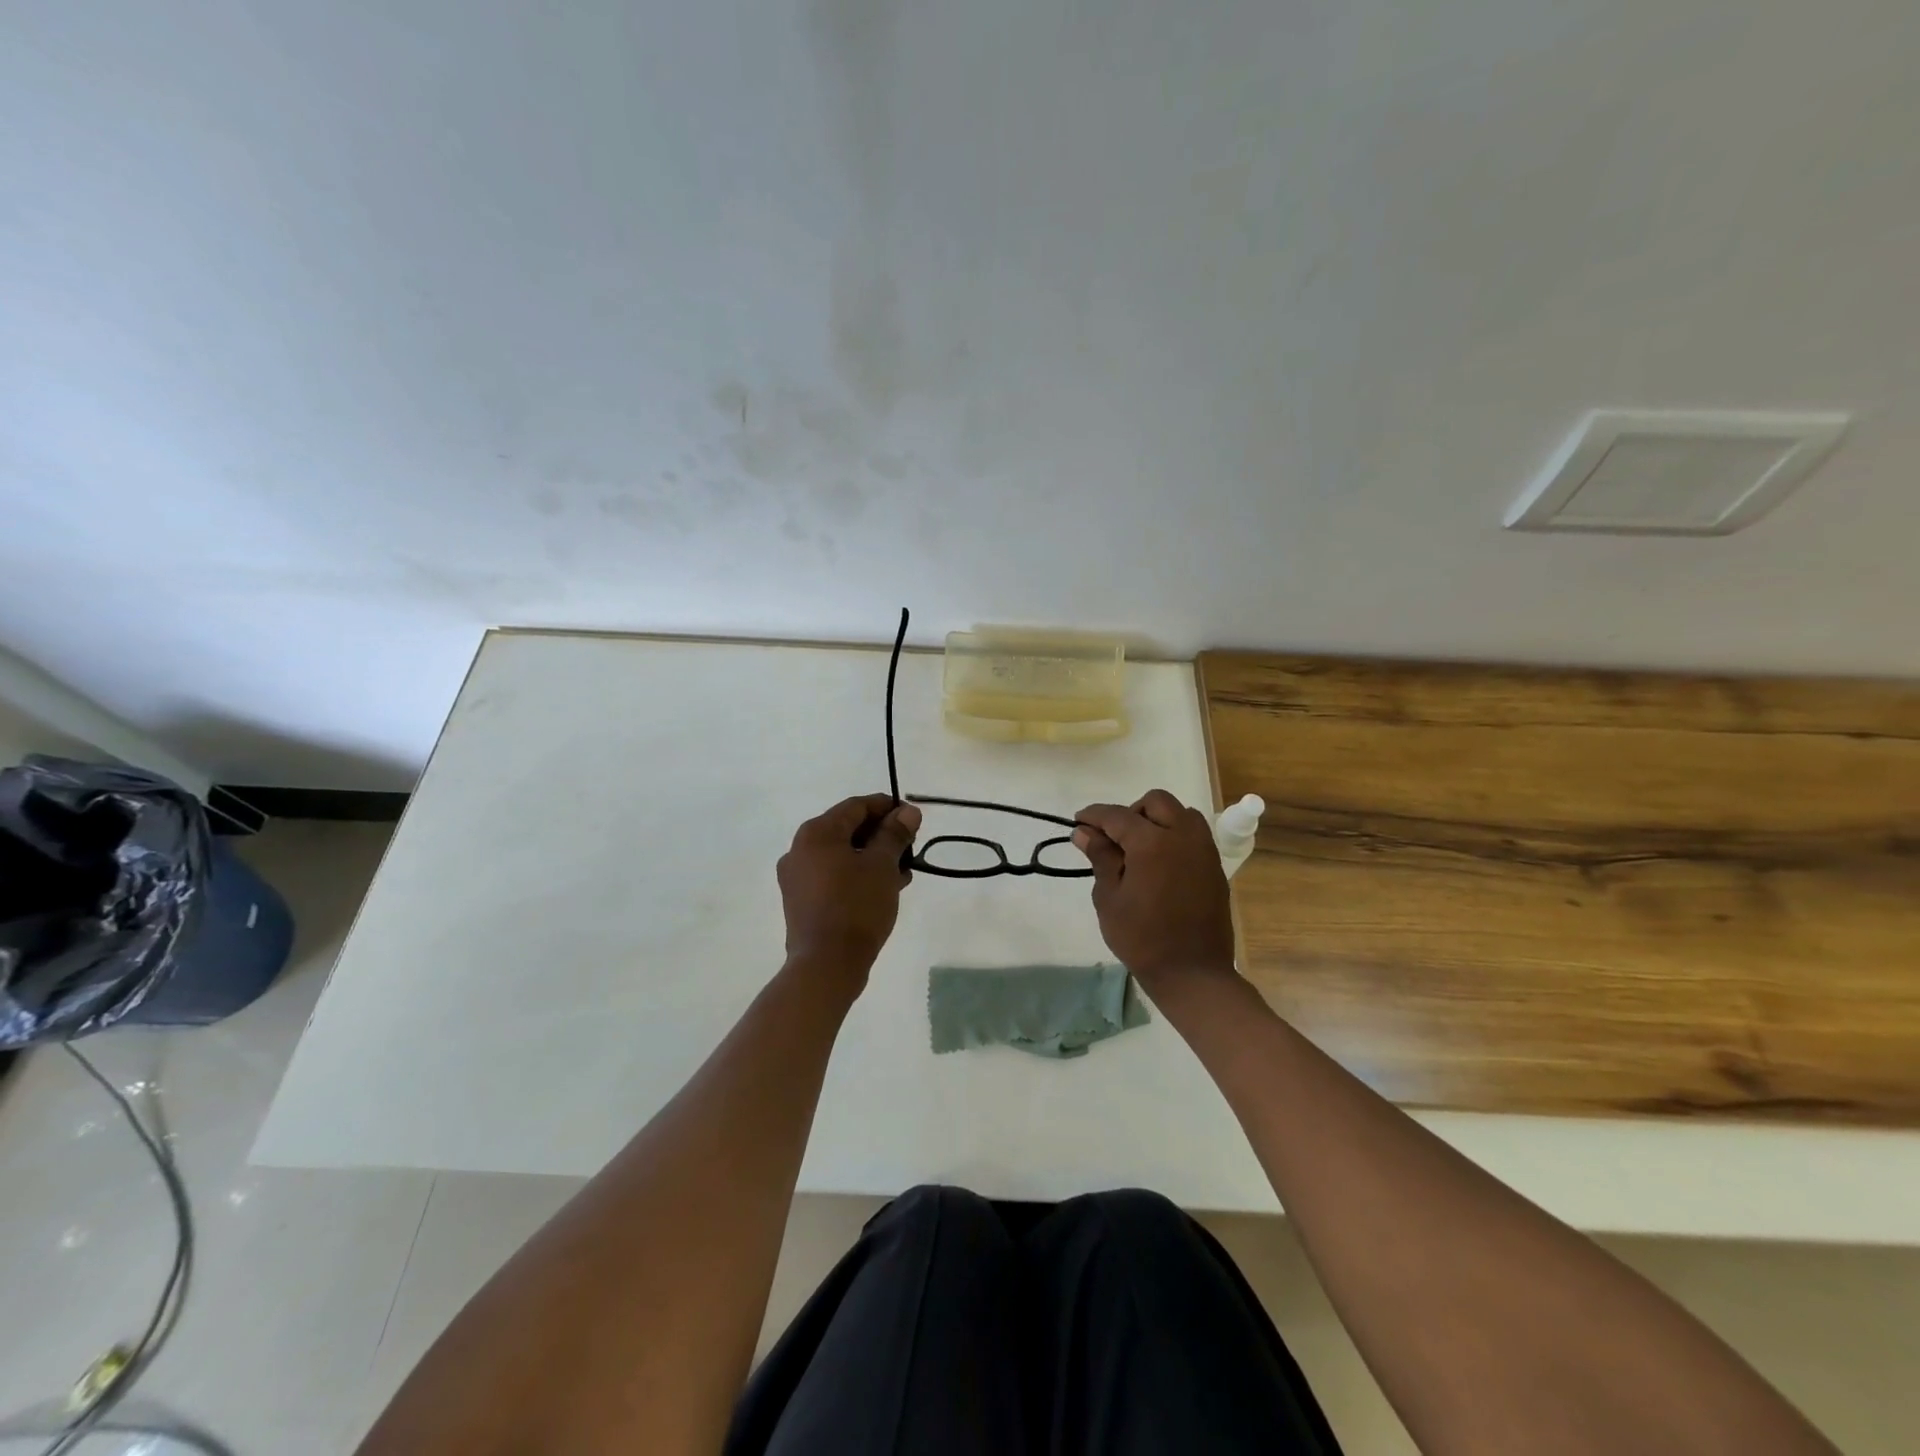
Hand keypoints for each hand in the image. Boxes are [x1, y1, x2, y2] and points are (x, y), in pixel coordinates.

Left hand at [778, 794, 921, 983]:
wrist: (826, 965)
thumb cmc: (856, 906)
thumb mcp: (883, 866)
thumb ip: (895, 834)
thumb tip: (908, 811)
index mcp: (816, 832)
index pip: (856, 806)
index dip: (888, 808)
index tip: (914, 819)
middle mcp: (799, 849)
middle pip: (847, 829)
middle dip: (882, 835)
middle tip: (911, 847)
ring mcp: (797, 877)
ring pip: (842, 855)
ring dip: (872, 857)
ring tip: (903, 872)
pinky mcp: (801, 901)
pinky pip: (833, 876)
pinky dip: (858, 875)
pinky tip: (884, 888)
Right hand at [1073, 789, 1236, 998]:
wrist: (1192, 973)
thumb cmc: (1142, 938)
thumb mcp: (1109, 898)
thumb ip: (1100, 857)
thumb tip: (1085, 832)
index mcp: (1152, 842)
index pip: (1117, 815)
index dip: (1094, 815)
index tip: (1078, 822)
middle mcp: (1182, 836)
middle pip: (1156, 802)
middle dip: (1131, 812)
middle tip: (1114, 838)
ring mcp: (1203, 850)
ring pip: (1181, 813)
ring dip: (1158, 820)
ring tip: (1141, 848)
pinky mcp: (1214, 866)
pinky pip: (1194, 834)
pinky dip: (1175, 836)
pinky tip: (1161, 863)